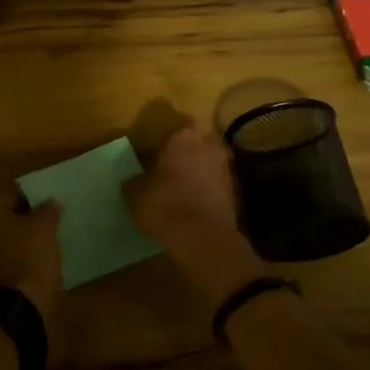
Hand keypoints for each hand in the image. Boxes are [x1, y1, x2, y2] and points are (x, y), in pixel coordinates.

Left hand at [0, 187, 63, 329]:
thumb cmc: (24, 260)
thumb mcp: (44, 232)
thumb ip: (46, 212)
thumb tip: (51, 201)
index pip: (7, 191)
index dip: (27, 201)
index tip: (41, 213)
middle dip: (8, 221)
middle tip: (32, 232)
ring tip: (22, 253)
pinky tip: (8, 271)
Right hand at [123, 121, 260, 304]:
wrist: (204, 238)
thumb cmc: (165, 205)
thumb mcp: (134, 194)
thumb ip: (134, 181)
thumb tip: (134, 181)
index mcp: (183, 137)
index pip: (171, 131)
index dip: (161, 144)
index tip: (151, 157)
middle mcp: (209, 146)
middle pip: (194, 146)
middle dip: (182, 157)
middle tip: (165, 173)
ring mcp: (226, 169)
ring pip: (206, 166)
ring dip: (195, 175)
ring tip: (178, 192)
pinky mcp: (235, 193)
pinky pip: (214, 187)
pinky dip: (204, 193)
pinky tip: (191, 207)